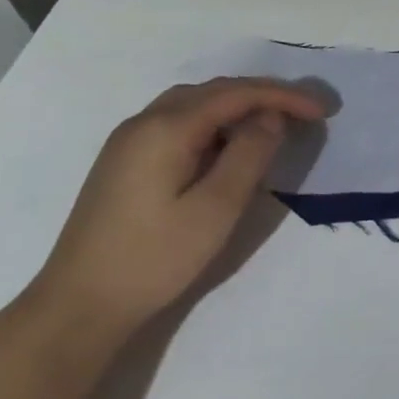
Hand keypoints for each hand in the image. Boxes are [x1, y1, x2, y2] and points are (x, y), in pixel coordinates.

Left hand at [27, 78, 325, 339]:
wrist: (76, 308)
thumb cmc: (154, 258)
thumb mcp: (216, 208)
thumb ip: (249, 154)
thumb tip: (270, 117)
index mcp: (167, 127)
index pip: (237, 93)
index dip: (284, 97)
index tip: (322, 111)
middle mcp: (145, 121)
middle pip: (215, 90)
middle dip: (264, 96)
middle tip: (304, 114)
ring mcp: (128, 140)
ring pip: (195, 104)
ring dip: (238, 107)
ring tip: (273, 125)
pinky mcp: (123, 161)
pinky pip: (179, 122)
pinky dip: (214, 122)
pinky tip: (227, 146)